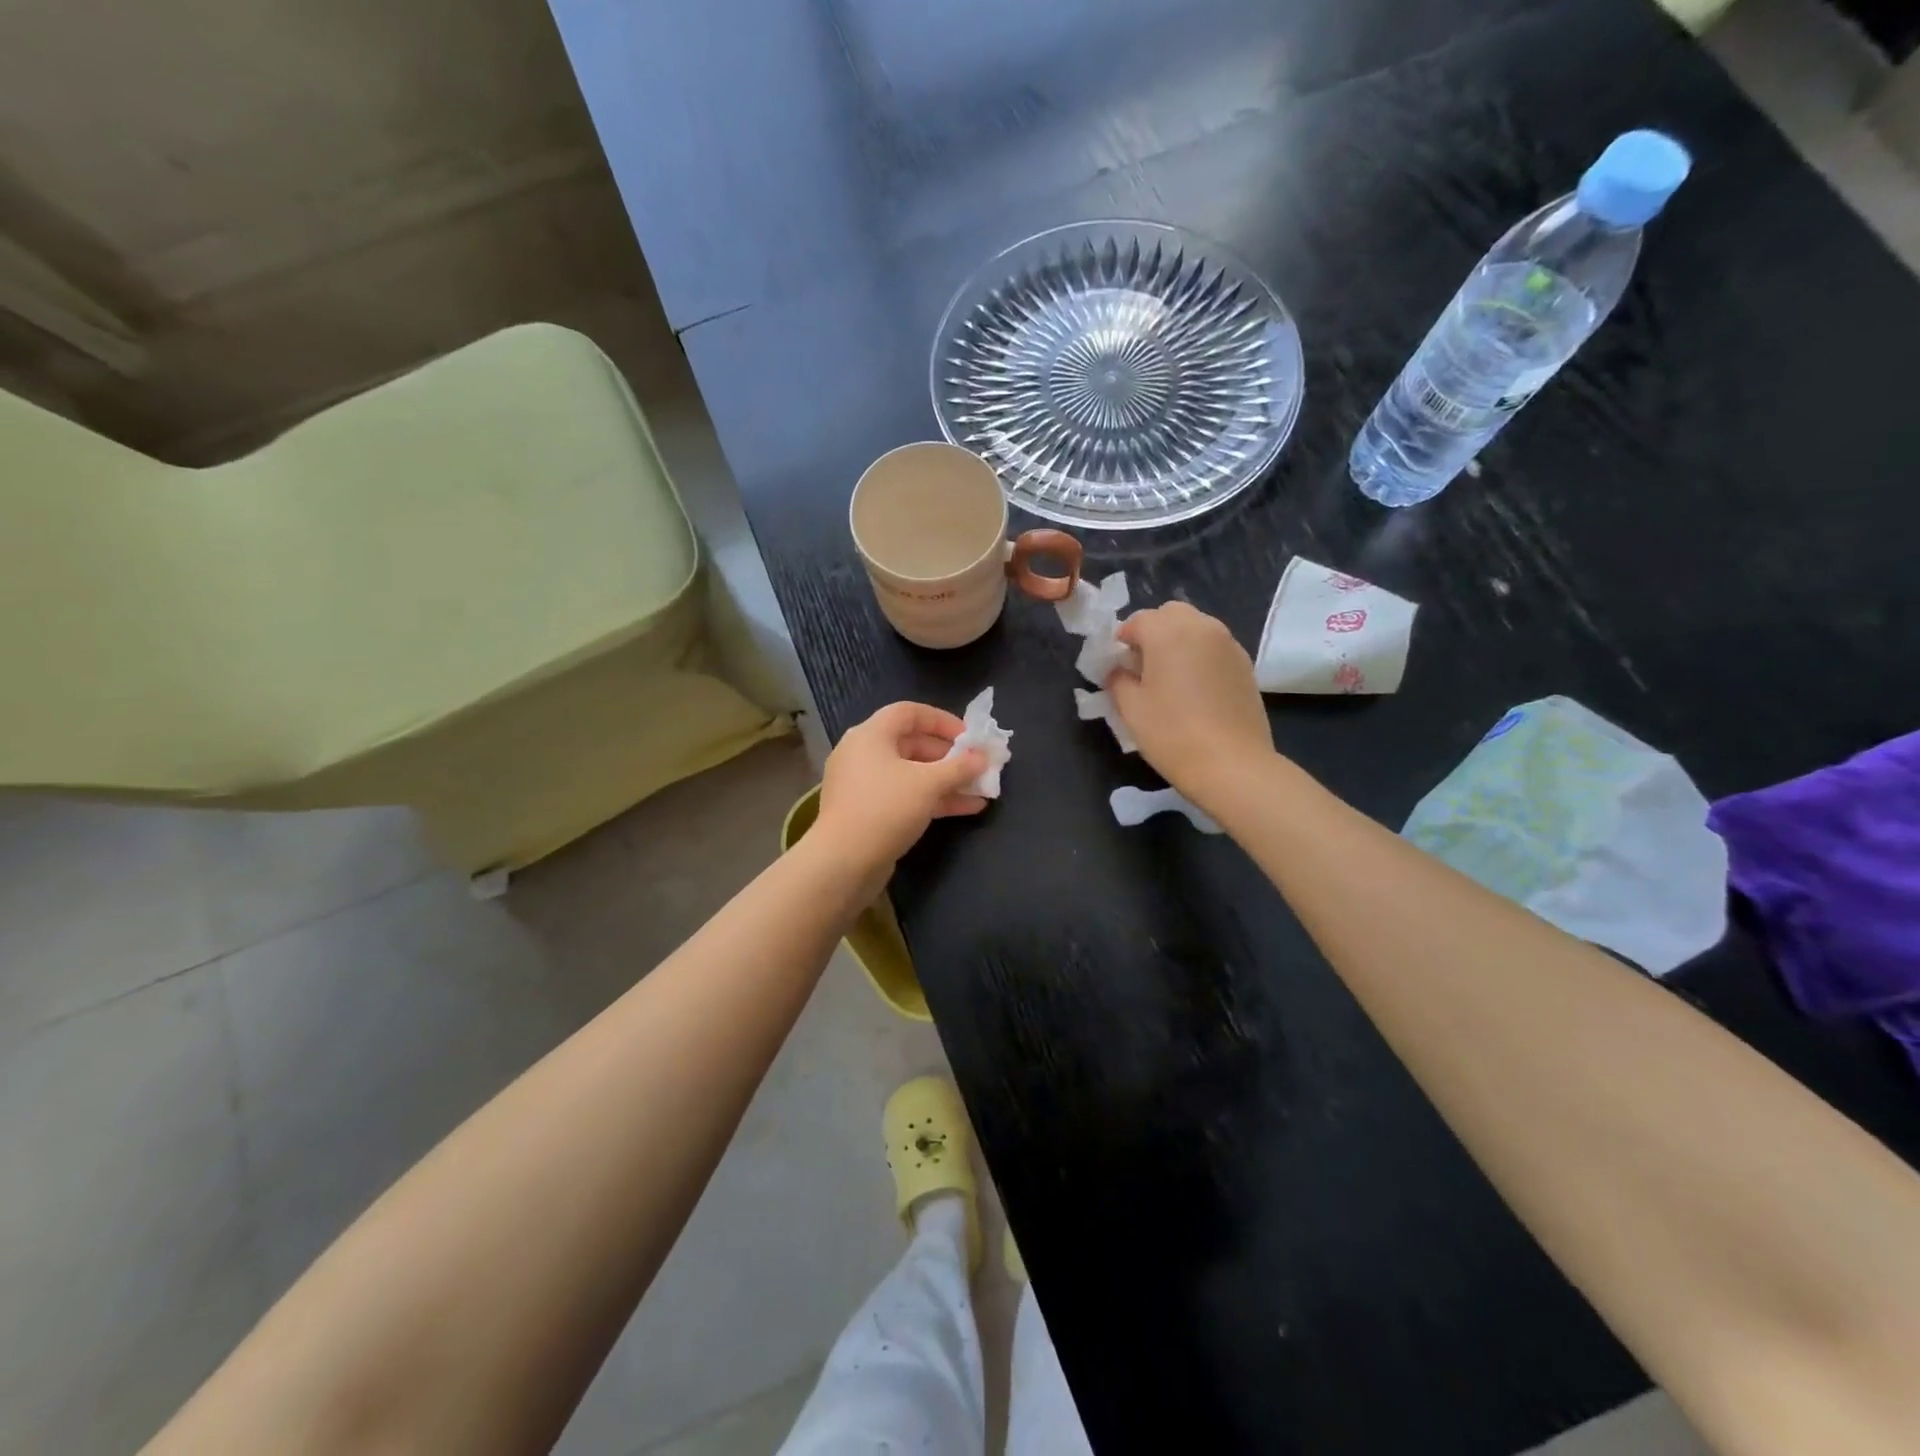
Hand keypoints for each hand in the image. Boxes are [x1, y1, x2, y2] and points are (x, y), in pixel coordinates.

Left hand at [813, 702, 988, 874]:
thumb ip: (960, 767)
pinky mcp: (868, 812)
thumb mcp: (929, 783)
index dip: (942, 720)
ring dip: (946, 780)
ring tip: (981, 789)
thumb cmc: (886, 808)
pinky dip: (932, 799)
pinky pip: (905, 796)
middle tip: (978, 765)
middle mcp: (863, 754)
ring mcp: (864, 785)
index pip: (909, 712)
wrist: (843, 862)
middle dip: (949, 756)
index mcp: (871, 735)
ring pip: (911, 773)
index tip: (969, 736)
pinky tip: (967, 808)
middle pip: (912, 743)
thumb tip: (984, 757)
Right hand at [1106, 602, 1275, 804]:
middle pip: (1171, 614)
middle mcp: (1202, 628)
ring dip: (1178, 641)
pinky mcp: (1245, 664)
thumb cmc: (1172, 734)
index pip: (1138, 620)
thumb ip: (1118, 680)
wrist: (1232, 765)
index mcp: (1169, 632)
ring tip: (1169, 676)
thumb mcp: (1131, 709)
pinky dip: (1200, 655)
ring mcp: (1229, 644)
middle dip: (1153, 631)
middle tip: (1142, 665)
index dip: (1122, 639)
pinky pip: (1215, 646)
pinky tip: (1194, 688)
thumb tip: (1119, 670)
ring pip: (1197, 627)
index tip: (1116, 664)